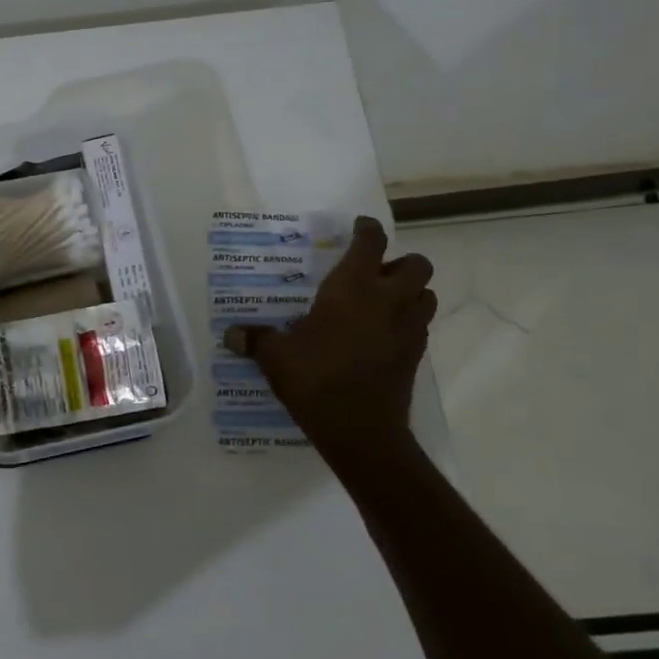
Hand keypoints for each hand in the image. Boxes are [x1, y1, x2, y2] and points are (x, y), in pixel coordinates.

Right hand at [222, 216, 434, 461]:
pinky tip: (382, 335)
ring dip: (412, 292)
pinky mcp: (416, 356)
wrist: (360, 430)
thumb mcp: (275, 358)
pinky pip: (420, 326)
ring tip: (384, 302)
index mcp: (352, 289)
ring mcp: (407, 329)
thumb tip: (231, 334)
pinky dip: (408, 322)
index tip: (359, 227)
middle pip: (417, 265)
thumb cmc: (315, 380)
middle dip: (401, 262)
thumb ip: (255, 340)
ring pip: (427, 295)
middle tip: (375, 273)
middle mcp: (387, 301)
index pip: (371, 243)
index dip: (367, 230)